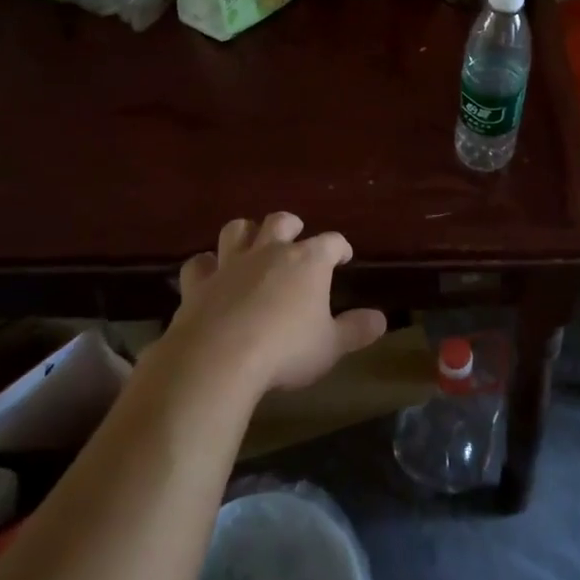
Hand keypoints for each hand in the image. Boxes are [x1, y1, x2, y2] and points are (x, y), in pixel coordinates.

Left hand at [162, 213, 386, 392]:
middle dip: (290, 225)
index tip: (344, 256)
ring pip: (237, 230)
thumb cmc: (286, 350)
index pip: (331, 242)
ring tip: (251, 242)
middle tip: (295, 236)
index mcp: (308, 261)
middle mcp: (270, 252)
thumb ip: (356, 330)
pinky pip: (199, 263)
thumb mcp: (331, 346)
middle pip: (281, 221)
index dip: (340, 247)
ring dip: (245, 232)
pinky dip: (206, 265)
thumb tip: (381, 319)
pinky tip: (209, 274)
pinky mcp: (199, 283)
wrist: (220, 358)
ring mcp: (231, 264)